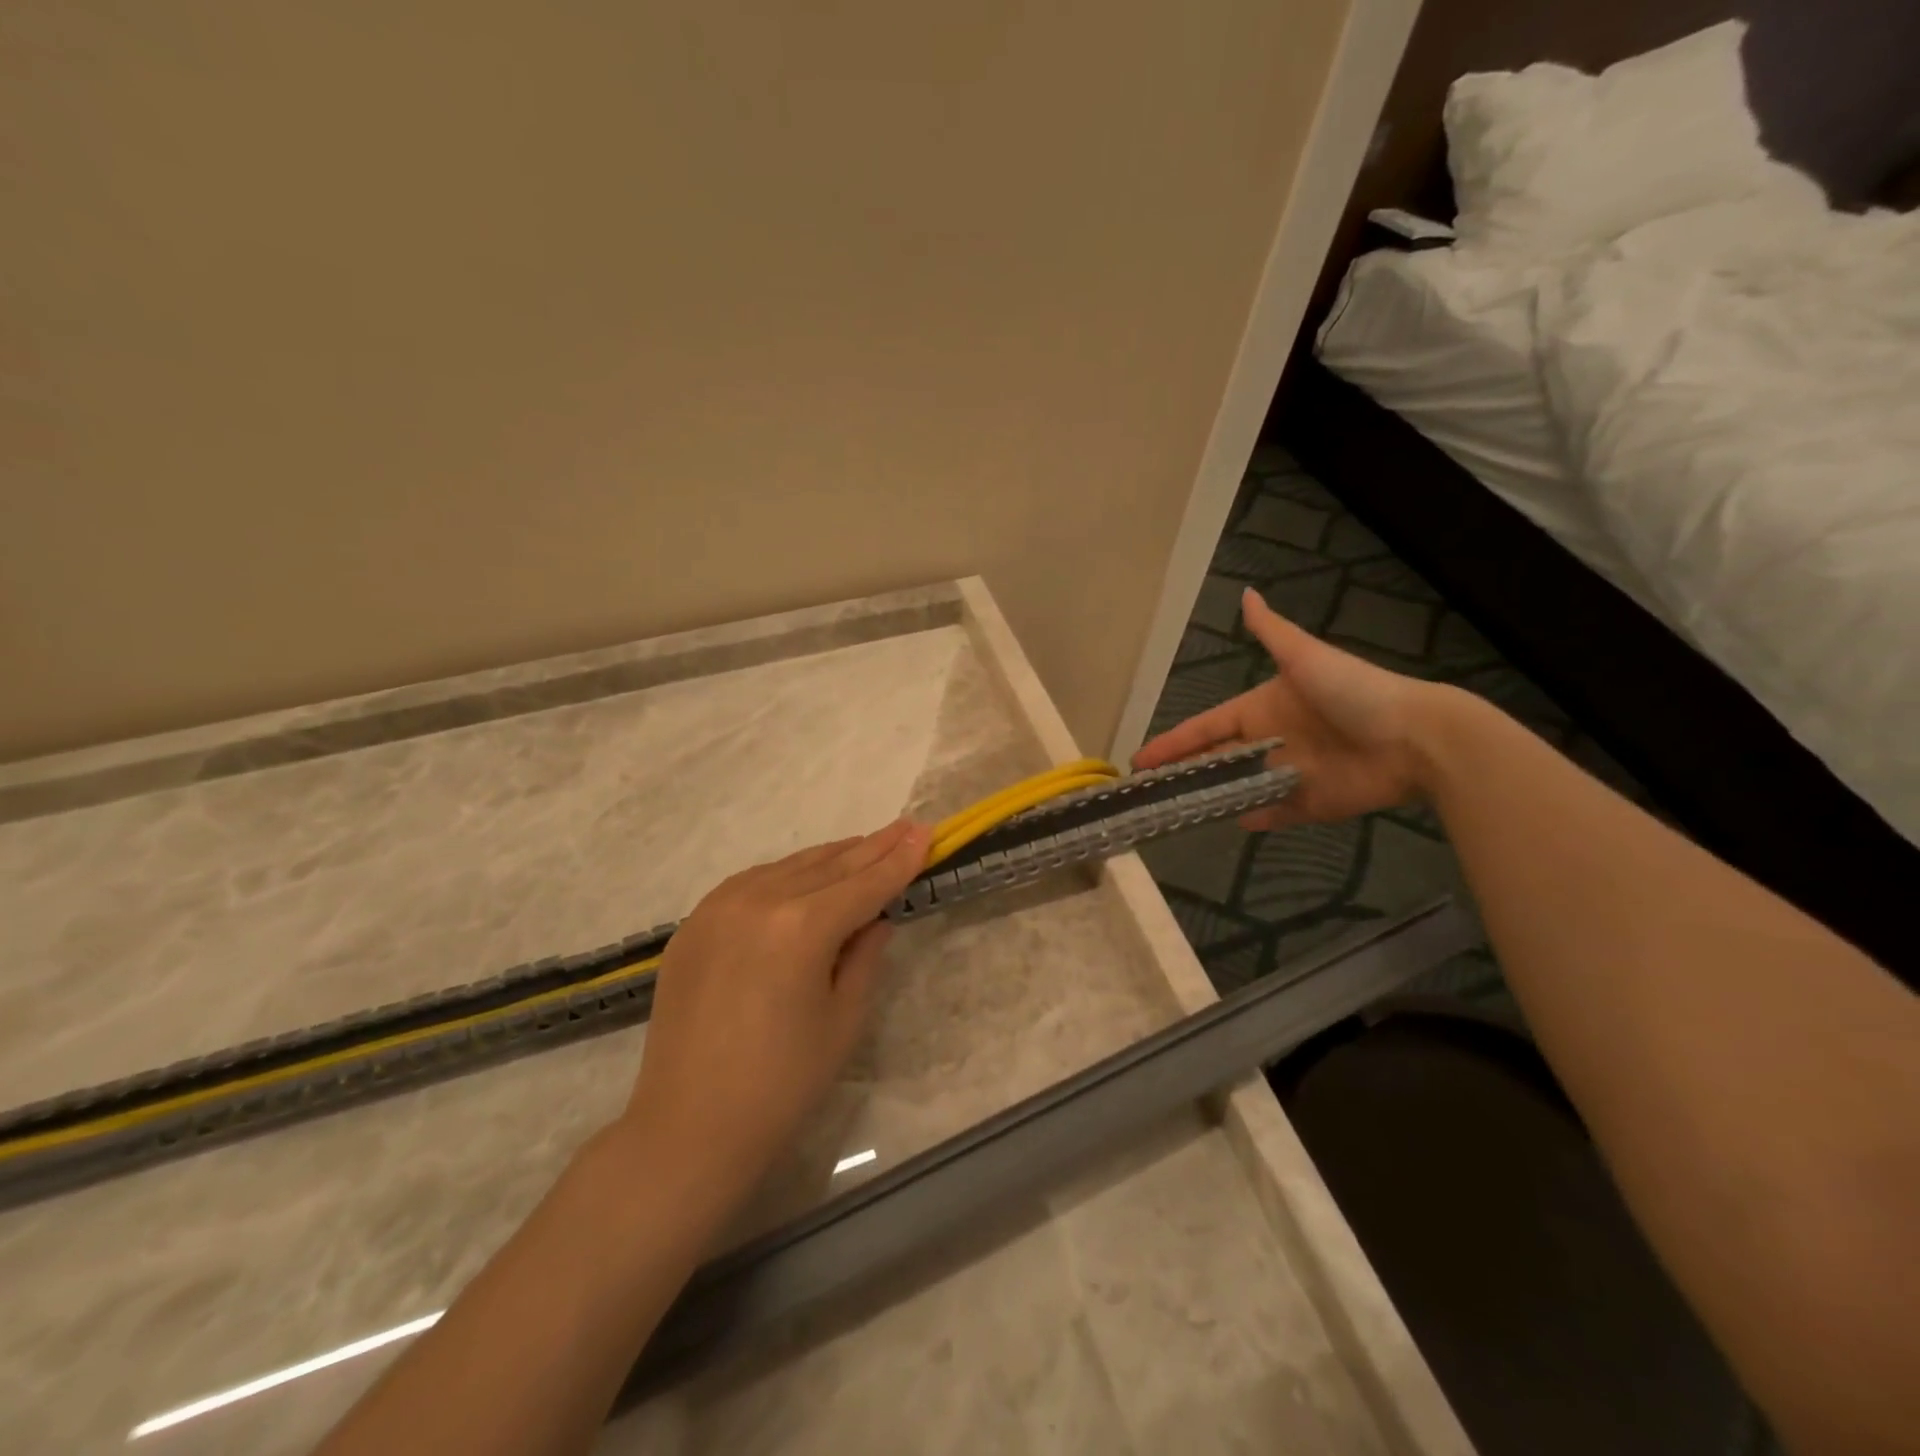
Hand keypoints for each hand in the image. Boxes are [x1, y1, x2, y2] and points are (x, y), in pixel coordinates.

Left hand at [615, 819, 930, 1211]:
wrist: (688, 1128)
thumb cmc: (782, 1084)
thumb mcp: (844, 1019)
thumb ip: (865, 956)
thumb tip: (875, 918)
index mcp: (802, 926)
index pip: (864, 883)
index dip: (900, 859)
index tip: (926, 832)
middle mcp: (759, 900)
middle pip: (829, 865)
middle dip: (872, 847)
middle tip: (905, 827)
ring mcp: (718, 907)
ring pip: (789, 867)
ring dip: (831, 858)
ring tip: (864, 845)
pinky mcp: (693, 923)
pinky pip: (751, 883)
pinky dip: (786, 874)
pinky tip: (804, 876)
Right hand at [1134, 587, 1458, 828]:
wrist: (1416, 737)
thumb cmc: (1354, 693)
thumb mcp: (1306, 657)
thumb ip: (1272, 633)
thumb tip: (1246, 594)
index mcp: (1262, 709)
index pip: (1207, 726)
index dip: (1175, 742)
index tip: (1142, 760)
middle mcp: (1271, 742)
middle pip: (1218, 760)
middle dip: (1185, 772)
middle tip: (1148, 792)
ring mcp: (1289, 774)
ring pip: (1239, 788)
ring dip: (1212, 797)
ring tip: (1175, 812)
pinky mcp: (1311, 803)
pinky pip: (1274, 812)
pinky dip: (1254, 818)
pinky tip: (1230, 823)